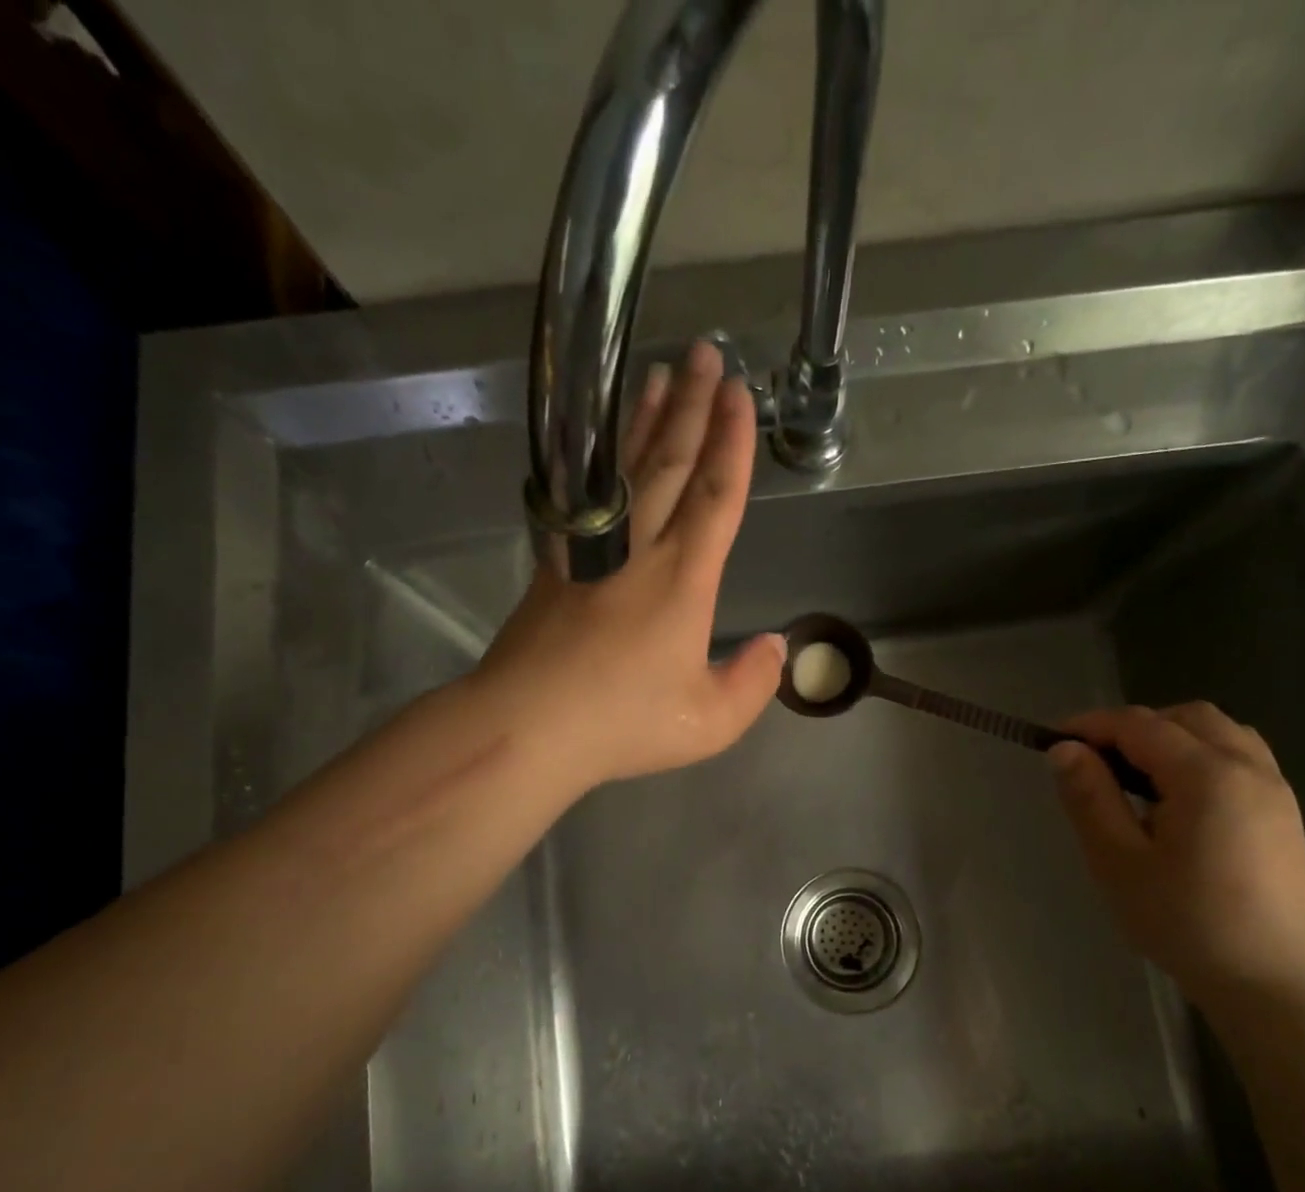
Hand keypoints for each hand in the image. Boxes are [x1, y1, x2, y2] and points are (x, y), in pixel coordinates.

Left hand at [476, 341, 784, 794]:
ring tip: (659, 374)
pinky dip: (597, 463)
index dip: (731, 443)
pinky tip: (600, 445)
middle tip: (704, 353)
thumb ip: (751, 683)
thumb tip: (776, 648)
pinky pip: (584, 497)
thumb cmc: (624, 722)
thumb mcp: (710, 722)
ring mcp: (592, 552)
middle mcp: (639, 550)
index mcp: (683, 580)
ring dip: (645, 419)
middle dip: (691, 406)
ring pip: (625, 470)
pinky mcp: (557, 564)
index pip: (715, 496)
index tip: (739, 394)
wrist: (528, 725)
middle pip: (670, 464)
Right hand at [1048, 703, 1304, 1005]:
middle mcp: (1247, 766)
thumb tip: (1065, 750)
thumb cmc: (1188, 923)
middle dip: (1132, 726)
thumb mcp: (1119, 862)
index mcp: (1206, 775)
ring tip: (1133, 776)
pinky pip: (1238, 755)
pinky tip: (1177, 797)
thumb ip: (1090, 798)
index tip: (1051, 741)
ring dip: (1169, 736)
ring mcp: (1273, 788)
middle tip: (1093, 761)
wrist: (1279, 982)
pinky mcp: (1283, 812)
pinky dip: (1199, 754)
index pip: (1138, 725)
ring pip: (1217, 732)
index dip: (1090, 725)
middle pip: (1184, 717)